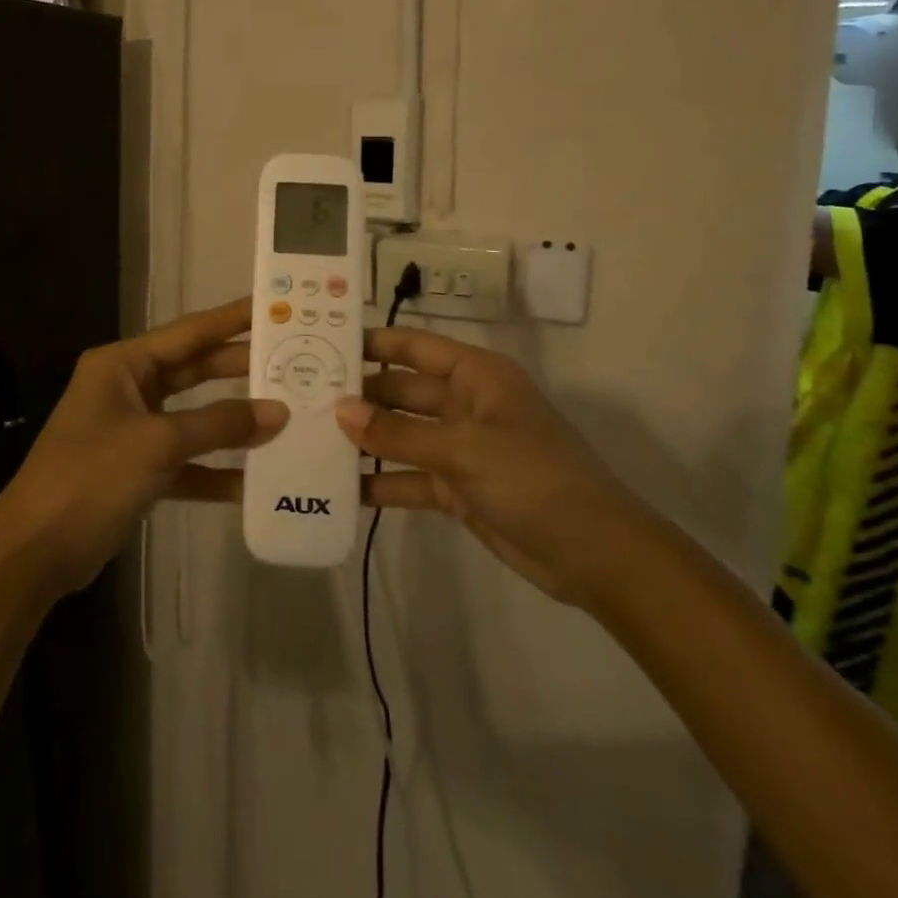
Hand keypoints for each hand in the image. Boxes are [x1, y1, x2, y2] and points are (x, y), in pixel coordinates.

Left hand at [0, 298, 288, 595]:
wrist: (34, 552)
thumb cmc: (90, 477)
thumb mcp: (158, 443)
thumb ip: (219, 424)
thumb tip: (279, 412)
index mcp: (123, 364)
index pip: (190, 332)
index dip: (233, 319)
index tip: (275, 307)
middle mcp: (127, 388)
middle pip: (194, 371)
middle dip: (240, 369)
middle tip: (294, 361)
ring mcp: (131, 430)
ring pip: (193, 417)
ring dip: (233, 422)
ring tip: (286, 415)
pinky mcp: (136, 470)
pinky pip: (185, 461)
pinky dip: (214, 469)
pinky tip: (254, 481)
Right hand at [340, 328, 643, 604]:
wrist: (594, 555)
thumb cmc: (534, 478)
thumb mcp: (464, 450)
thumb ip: (398, 434)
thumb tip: (340, 410)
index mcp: (476, 376)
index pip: (415, 346)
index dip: (373, 342)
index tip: (323, 344)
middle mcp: (464, 404)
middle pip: (401, 391)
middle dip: (359, 395)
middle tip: (303, 398)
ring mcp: (460, 448)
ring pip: (401, 435)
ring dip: (365, 439)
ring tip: (310, 439)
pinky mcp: (457, 488)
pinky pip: (409, 478)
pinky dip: (381, 483)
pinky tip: (340, 489)